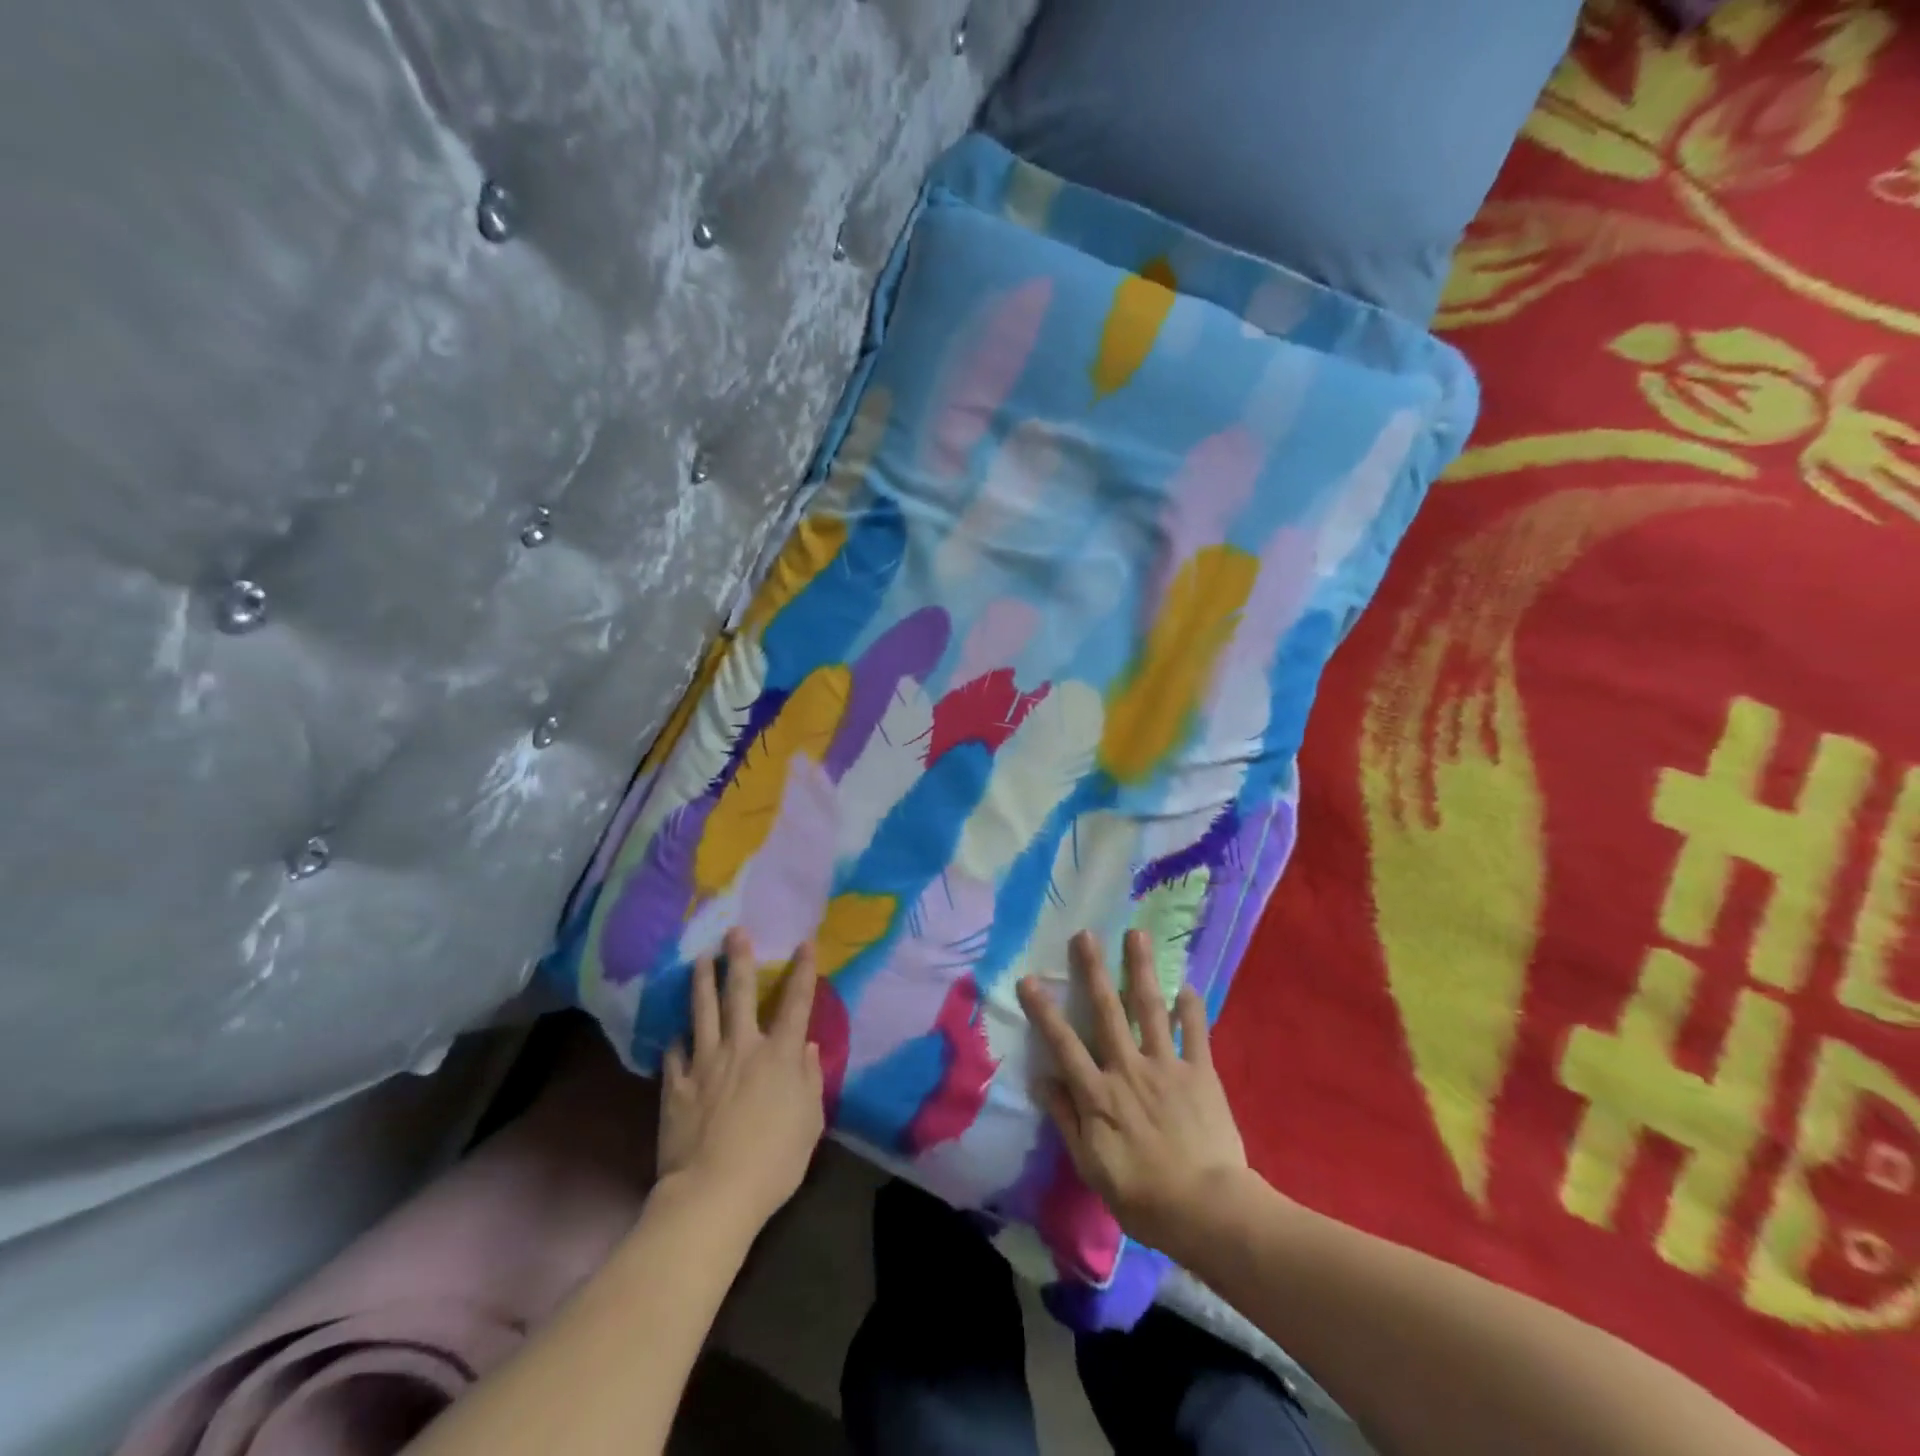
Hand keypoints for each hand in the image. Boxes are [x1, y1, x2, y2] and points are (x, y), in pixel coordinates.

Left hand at [658, 929, 825, 1230]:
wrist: (713, 1194)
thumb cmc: (774, 1161)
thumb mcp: (809, 1122)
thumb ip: (809, 1079)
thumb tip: (806, 1046)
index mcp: (779, 1055)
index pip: (796, 1003)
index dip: (803, 971)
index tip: (804, 943)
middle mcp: (742, 1048)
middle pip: (740, 994)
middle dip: (740, 960)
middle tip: (735, 931)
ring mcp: (704, 1065)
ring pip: (702, 1013)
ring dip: (702, 982)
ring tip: (700, 959)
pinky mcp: (676, 1087)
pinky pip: (675, 1054)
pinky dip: (677, 1040)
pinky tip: (676, 1032)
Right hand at [1017, 930, 1248, 1257]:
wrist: (1208, 1210)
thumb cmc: (1143, 1196)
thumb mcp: (1091, 1166)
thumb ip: (1066, 1120)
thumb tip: (1042, 1080)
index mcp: (1098, 1093)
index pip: (1063, 1043)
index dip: (1044, 1010)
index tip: (1029, 979)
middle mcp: (1128, 1068)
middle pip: (1107, 1011)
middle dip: (1094, 970)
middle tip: (1085, 935)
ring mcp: (1166, 1066)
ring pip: (1150, 1009)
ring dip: (1141, 970)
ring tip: (1136, 935)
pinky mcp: (1200, 1073)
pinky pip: (1196, 1033)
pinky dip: (1191, 1009)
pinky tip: (1187, 985)